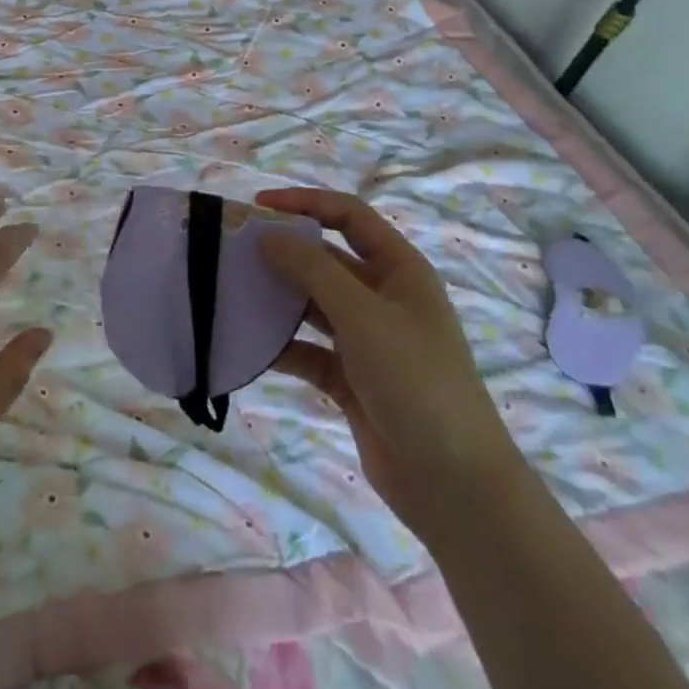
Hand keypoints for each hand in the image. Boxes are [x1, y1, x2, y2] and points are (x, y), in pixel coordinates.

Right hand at [257, 187, 524, 543]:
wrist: (455, 486)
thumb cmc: (416, 382)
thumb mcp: (363, 316)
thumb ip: (313, 270)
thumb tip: (268, 235)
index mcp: (399, 270)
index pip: (348, 216)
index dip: (305, 203)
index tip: (258, 207)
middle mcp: (383, 298)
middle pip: (326, 259)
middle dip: (284, 252)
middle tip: (235, 251)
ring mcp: (367, 340)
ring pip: (313, 304)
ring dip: (278, 298)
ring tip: (233, 291)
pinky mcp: (351, 379)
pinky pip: (308, 350)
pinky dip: (282, 346)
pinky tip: (249, 346)